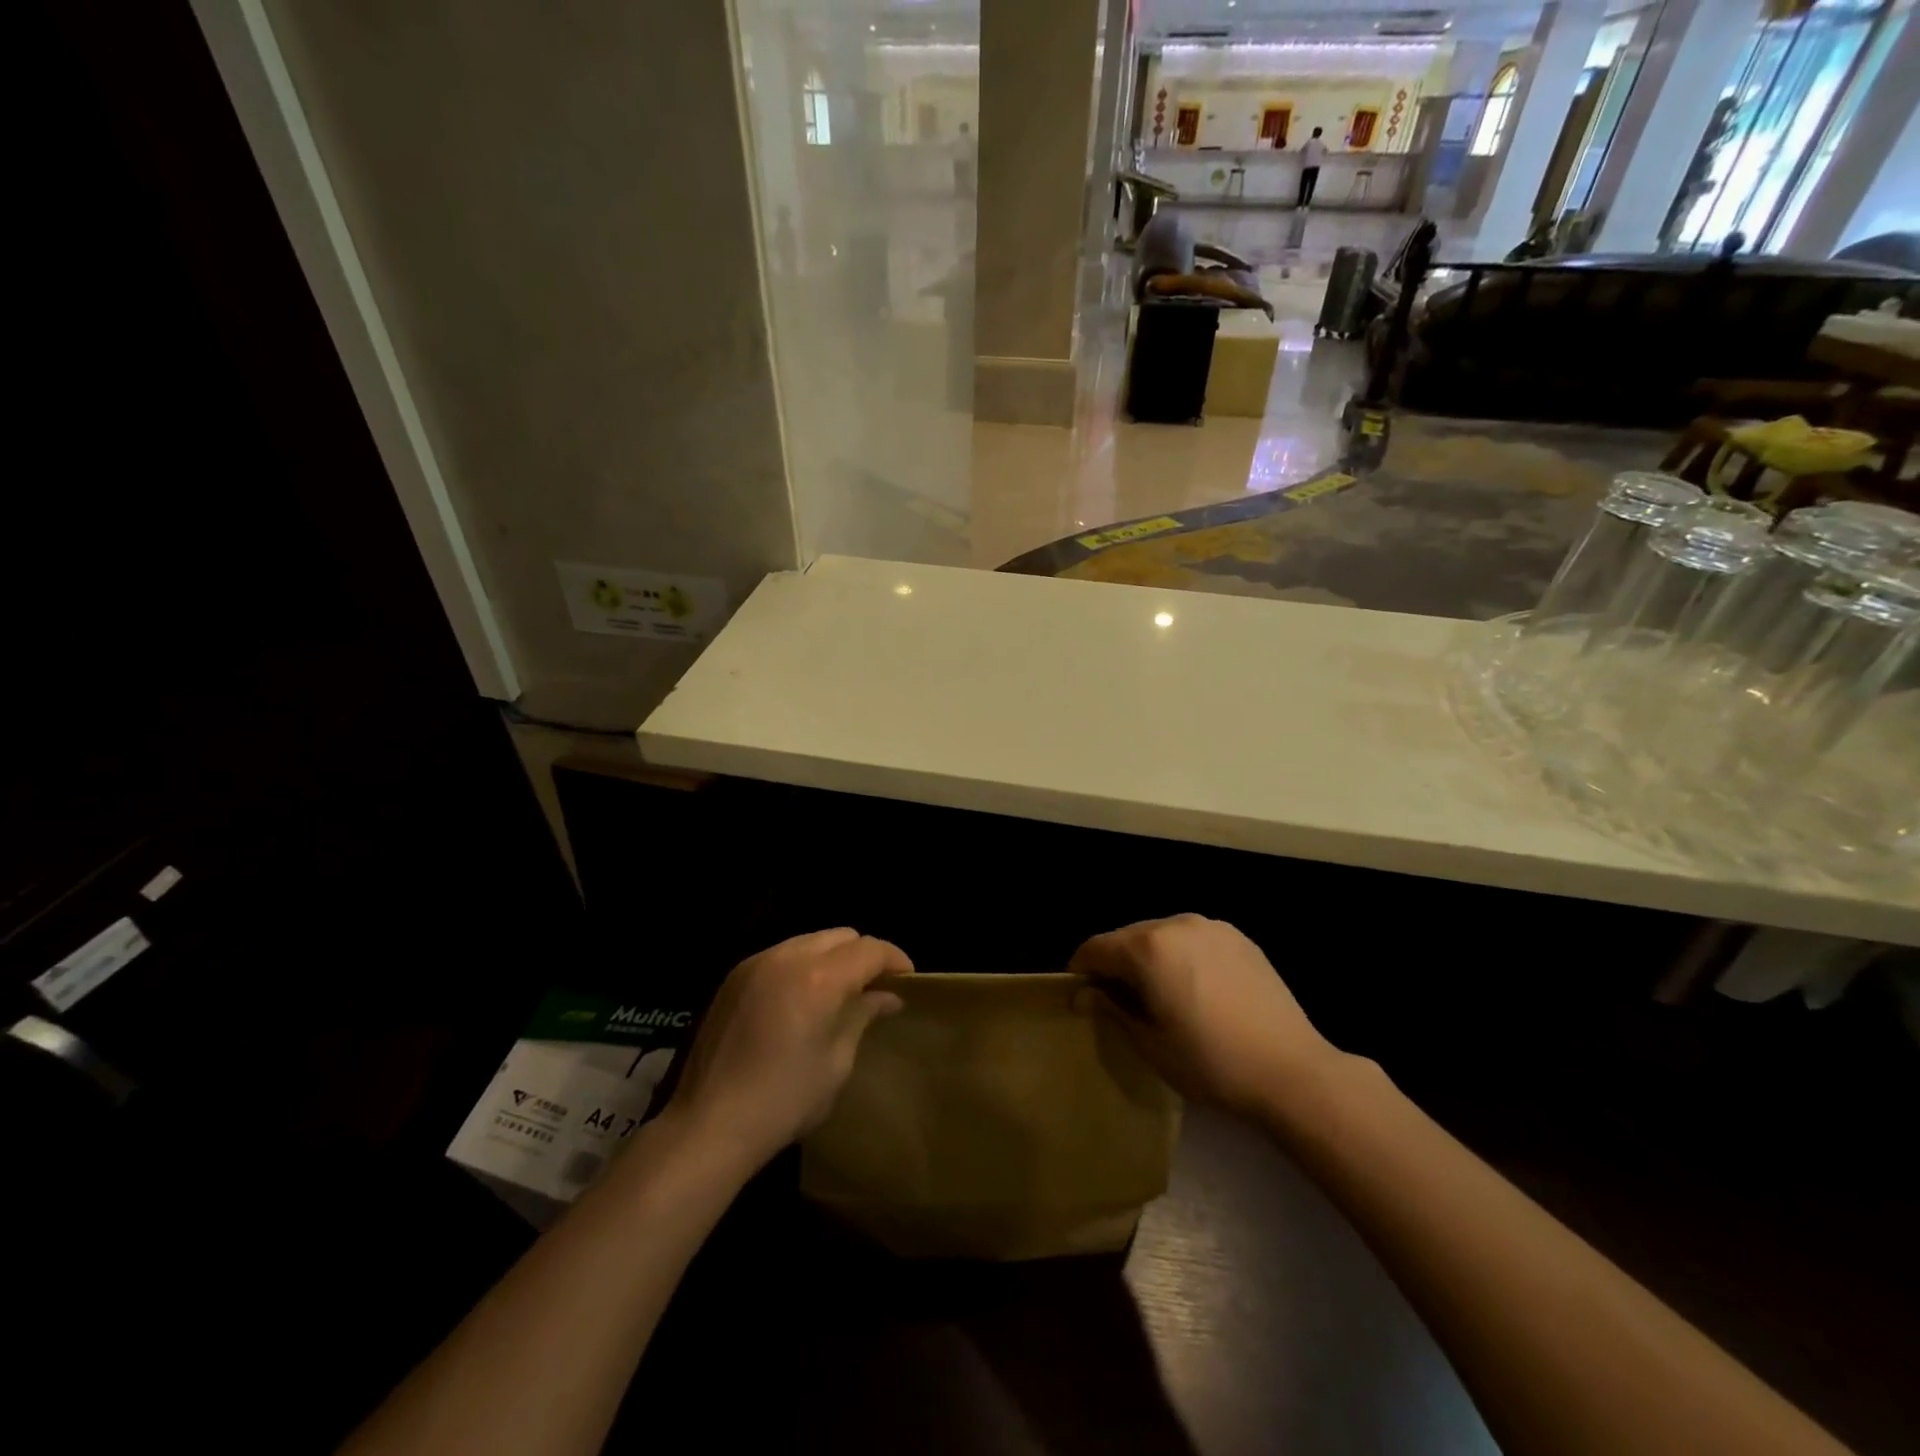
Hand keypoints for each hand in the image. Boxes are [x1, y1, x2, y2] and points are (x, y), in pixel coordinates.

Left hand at [665, 929, 910, 1168]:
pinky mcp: (734, 977)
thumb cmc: (784, 1101)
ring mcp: (756, 963)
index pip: (869, 949)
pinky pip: (782, 955)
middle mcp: (787, 957)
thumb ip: (862, 1016)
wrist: (708, 1125)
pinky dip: (802, 965)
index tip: (908, 980)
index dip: (895, 959)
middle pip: (841, 935)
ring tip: (840, 991)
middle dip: (864, 955)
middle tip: (875, 987)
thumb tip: (887, 996)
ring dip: (833, 957)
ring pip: (810, 941)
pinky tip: (802, 998)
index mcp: (819, 978)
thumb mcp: (836, 1062)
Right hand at [1069, 914, 1341, 1117]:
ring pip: (1162, 935)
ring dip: (1150, 957)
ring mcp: (1212, 927)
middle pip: (1128, 936)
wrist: (1292, 1072)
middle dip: (1116, 963)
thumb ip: (1111, 1009)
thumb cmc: (1210, 1063)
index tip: (1081, 995)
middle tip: (1120, 1001)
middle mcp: (1176, 924)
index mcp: (1148, 947)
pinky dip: (1182, 956)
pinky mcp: (1239, 938)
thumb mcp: (1149, 1043)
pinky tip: (1196, 990)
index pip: (1096, 947)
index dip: (1081, 969)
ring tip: (1160, 995)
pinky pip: (1194, 940)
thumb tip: (1082, 994)